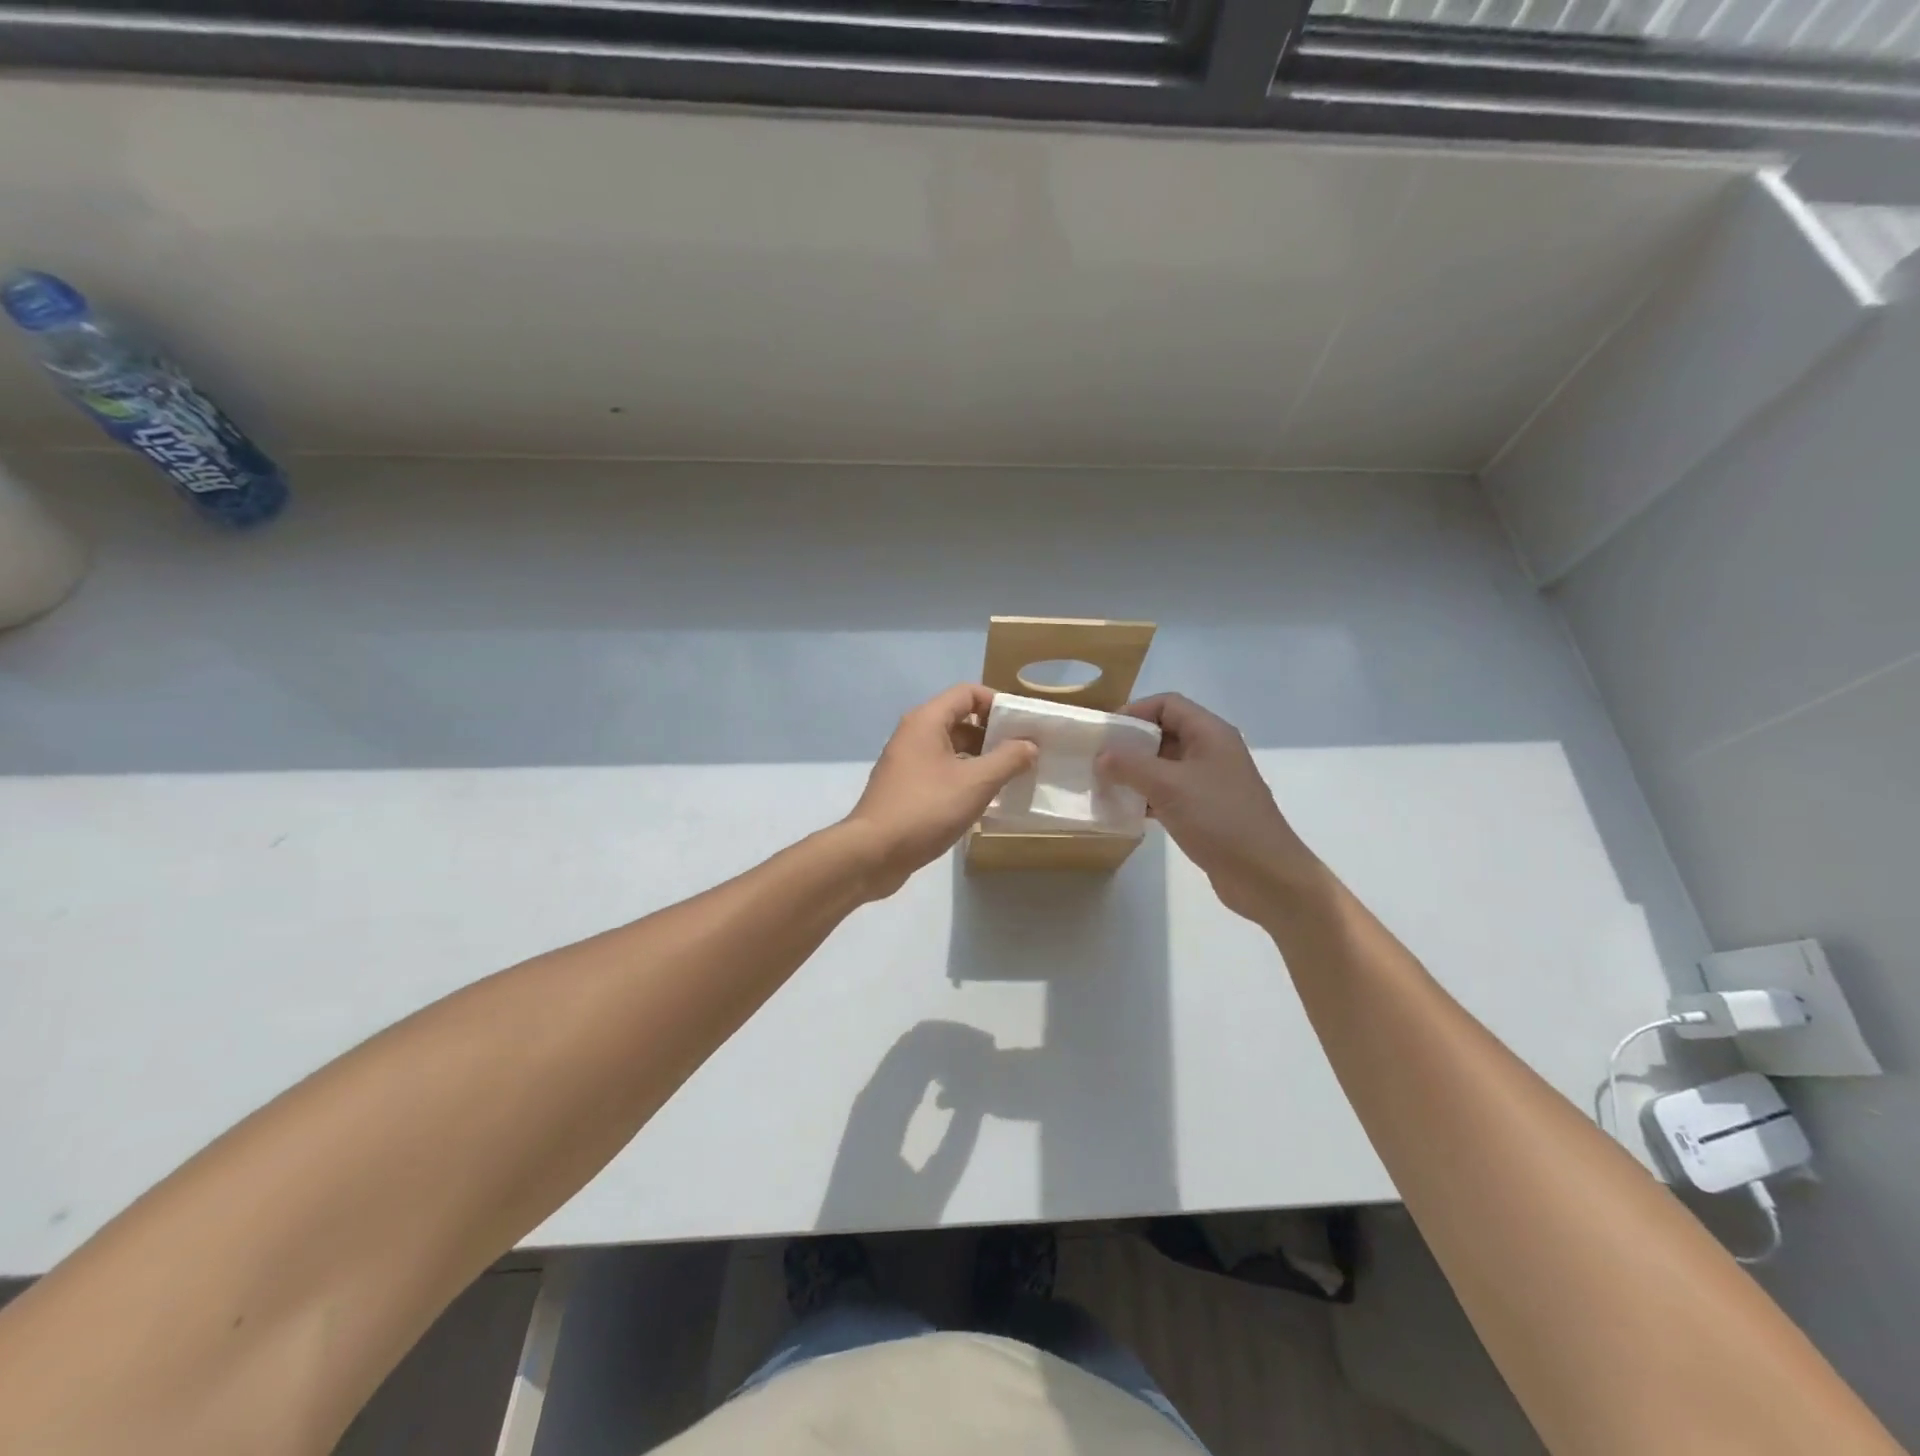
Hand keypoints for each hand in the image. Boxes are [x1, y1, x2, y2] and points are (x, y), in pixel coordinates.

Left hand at [842, 685, 1038, 898]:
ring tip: (1010, 777)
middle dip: (993, 733)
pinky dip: (964, 777)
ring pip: (951, 748)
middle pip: (960, 719)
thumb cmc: (926, 808)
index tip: (1022, 725)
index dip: (998, 703)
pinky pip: (941, 771)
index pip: (968, 693)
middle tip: (1023, 753)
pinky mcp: (906, 788)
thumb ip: (1007, 760)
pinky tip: (983, 798)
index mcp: (926, 721)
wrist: (873, 852)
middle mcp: (913, 734)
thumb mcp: (976, 783)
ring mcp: (907, 762)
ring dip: (980, 758)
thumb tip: (1029, 745)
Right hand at [1097, 693, 1321, 921]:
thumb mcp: (1168, 786)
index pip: (1167, 704)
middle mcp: (1212, 751)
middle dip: (1131, 744)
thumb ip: (1129, 765)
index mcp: (1210, 733)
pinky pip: (1170, 792)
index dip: (1135, 711)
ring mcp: (1210, 782)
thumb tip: (1101, 755)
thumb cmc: (1219, 819)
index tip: (1105, 733)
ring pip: (1165, 765)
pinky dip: (1147, 796)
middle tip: (1098, 761)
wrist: (1265, 875)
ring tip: (1106, 785)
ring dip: (1136, 772)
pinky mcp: (1207, 810)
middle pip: (1165, 733)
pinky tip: (1126, 810)